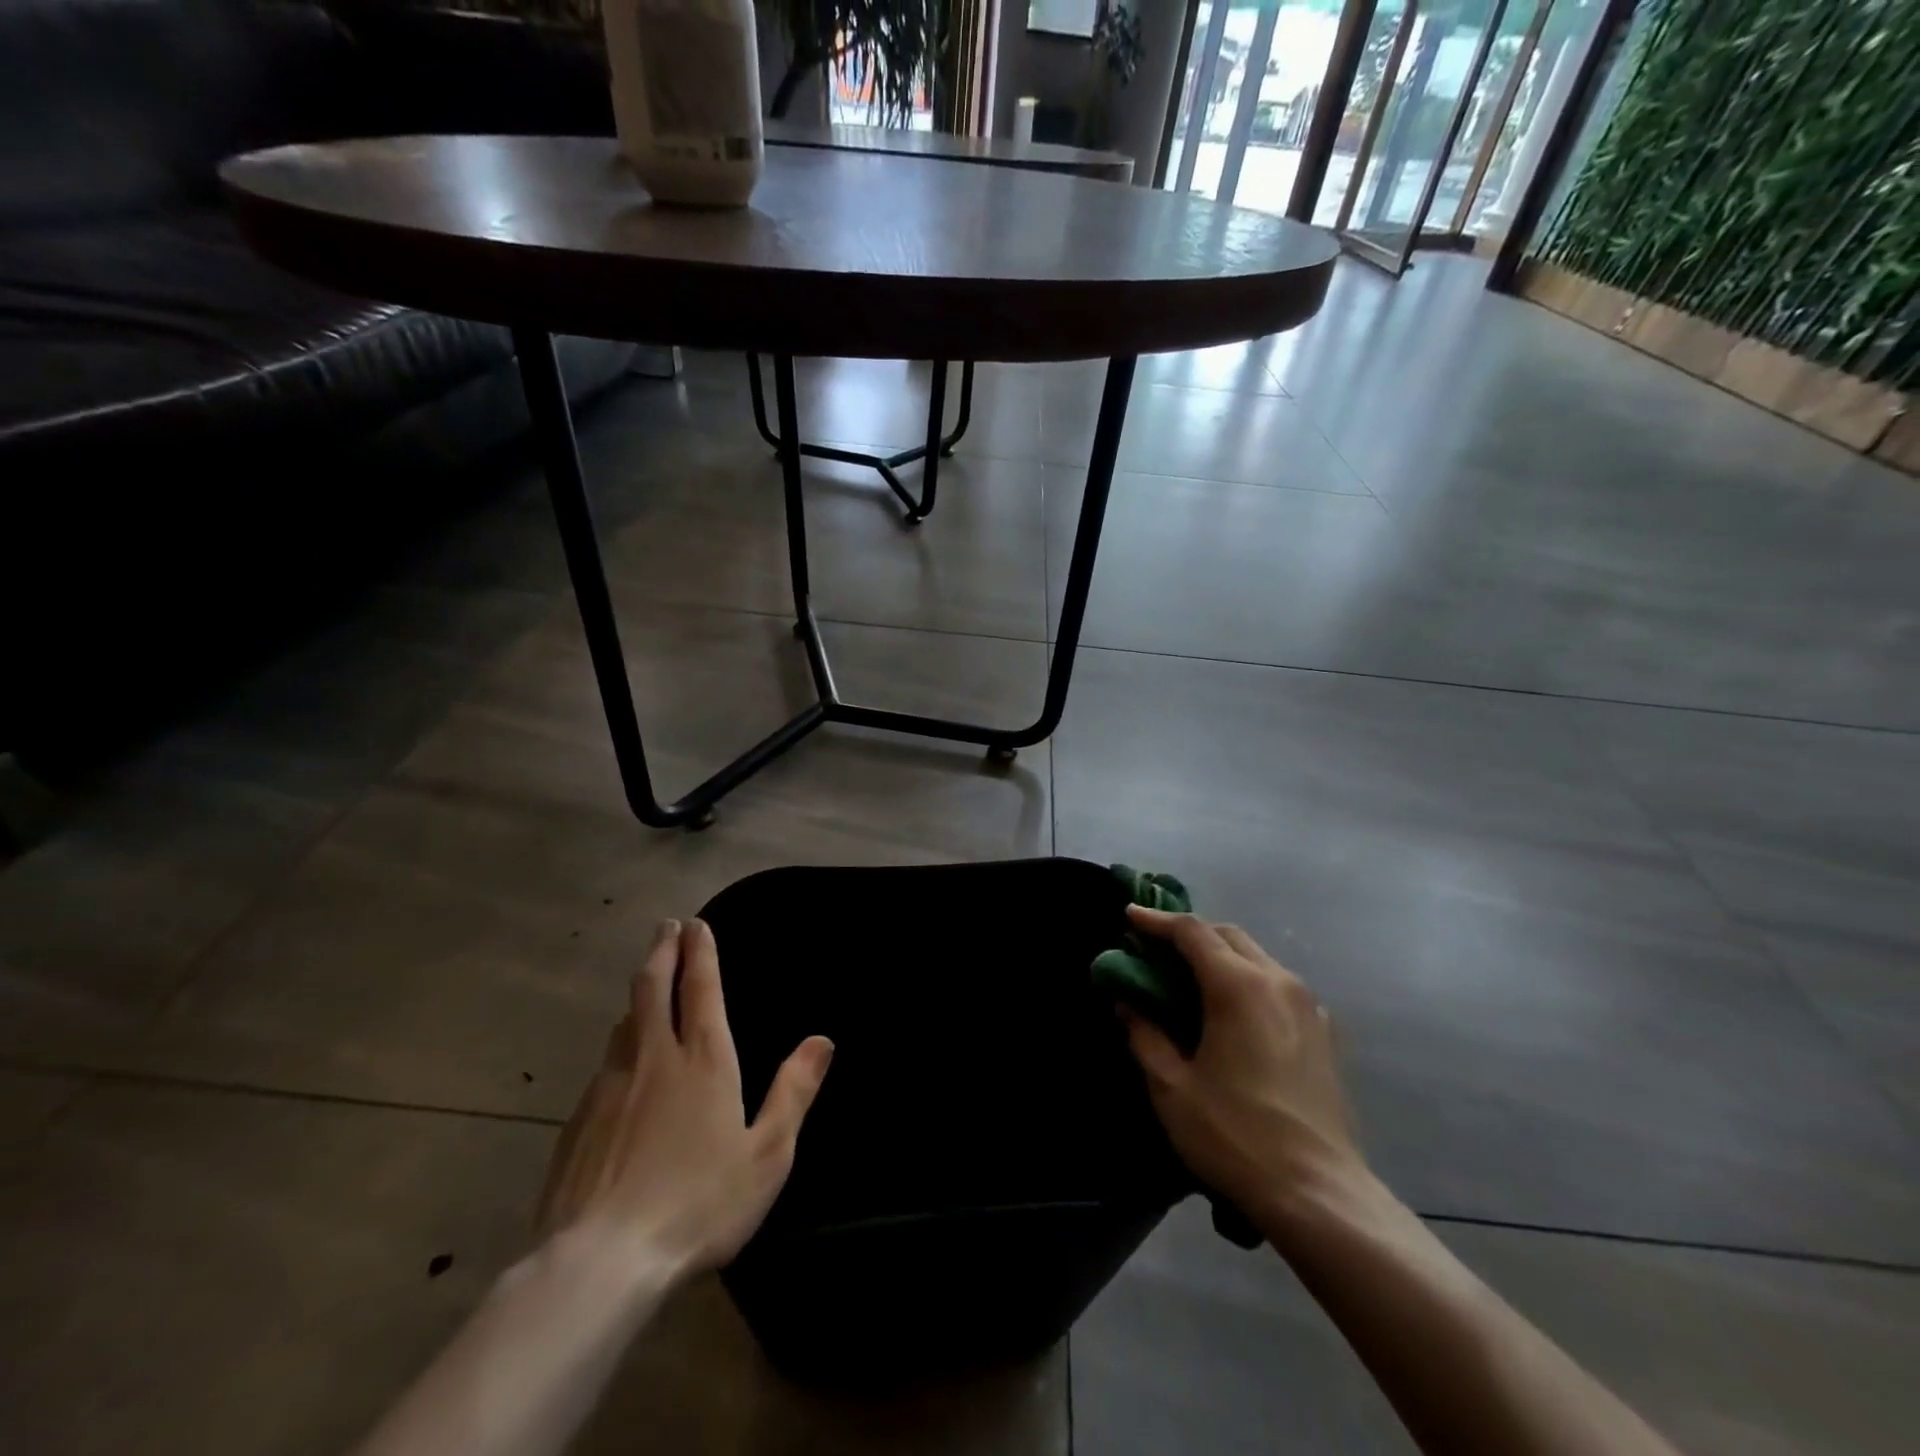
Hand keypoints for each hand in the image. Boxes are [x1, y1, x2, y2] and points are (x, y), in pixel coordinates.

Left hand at [536, 918, 832, 1278]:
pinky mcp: (577, 1121)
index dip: (700, 952)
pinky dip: (619, 1042)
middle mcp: (654, 1058)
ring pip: (624, 1022)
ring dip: (638, 993)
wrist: (599, 1263)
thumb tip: (821, 1040)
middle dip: (661, 951)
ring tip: (646, 982)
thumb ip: (794, 1092)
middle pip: (652, 988)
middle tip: (665, 926)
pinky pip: (604, 1064)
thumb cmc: (698, 1204)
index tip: (696, 924)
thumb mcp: (767, 1154)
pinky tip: (620, 1059)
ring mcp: (609, 1087)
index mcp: (704, 1060)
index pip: (700, 988)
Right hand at [1120, 907, 1362, 1238]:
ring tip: (1189, 977)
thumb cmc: (1235, 1137)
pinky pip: (1278, 985)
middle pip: (1228, 935)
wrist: (1319, 1195)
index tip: (1128, 916)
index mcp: (1238, 987)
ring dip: (1220, 955)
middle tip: (1155, 948)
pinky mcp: (1324, 1033)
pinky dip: (1247, 980)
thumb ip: (1144, 1035)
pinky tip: (1232, 1011)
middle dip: (1190, 933)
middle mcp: (1278, 982)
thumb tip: (1127, 1003)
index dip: (1156, 920)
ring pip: (1256, 957)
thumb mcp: (1171, 1088)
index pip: (1192, 932)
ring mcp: (1308, 1006)